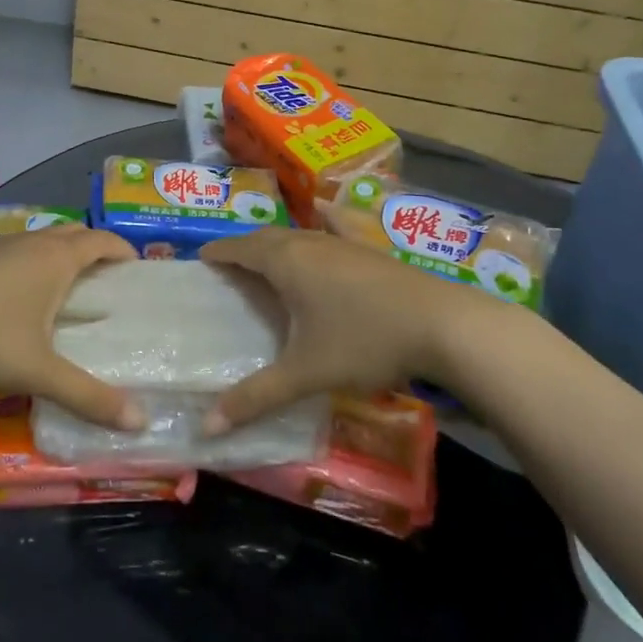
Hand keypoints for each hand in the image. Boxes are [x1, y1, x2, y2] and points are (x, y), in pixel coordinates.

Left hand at [0, 225, 145, 428]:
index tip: (136, 267)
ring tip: (65, 287)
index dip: (122, 250)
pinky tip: (20, 294)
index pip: (102, 241)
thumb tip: (140, 422)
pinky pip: (17, 250)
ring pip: (43, 239)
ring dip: (61, 253)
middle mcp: (34, 243)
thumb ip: (88, 396)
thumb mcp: (41, 371)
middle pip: (75, 233)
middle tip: (105, 277)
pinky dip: (32, 262)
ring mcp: (1, 245)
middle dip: (94, 248)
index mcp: (59, 258)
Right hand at [198, 219, 515, 431]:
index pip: (240, 248)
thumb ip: (256, 397)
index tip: (200, 259)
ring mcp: (343, 242)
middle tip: (228, 267)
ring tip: (264, 260)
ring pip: (298, 234)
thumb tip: (207, 427)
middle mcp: (310, 242)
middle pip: (267, 237)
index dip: (218, 253)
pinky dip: (318, 225)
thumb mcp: (306, 372)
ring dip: (276, 243)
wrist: (442, 325)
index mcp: (286, 261)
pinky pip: (332, 229)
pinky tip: (324, 213)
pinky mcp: (369, 250)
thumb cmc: (364, 341)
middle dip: (244, 248)